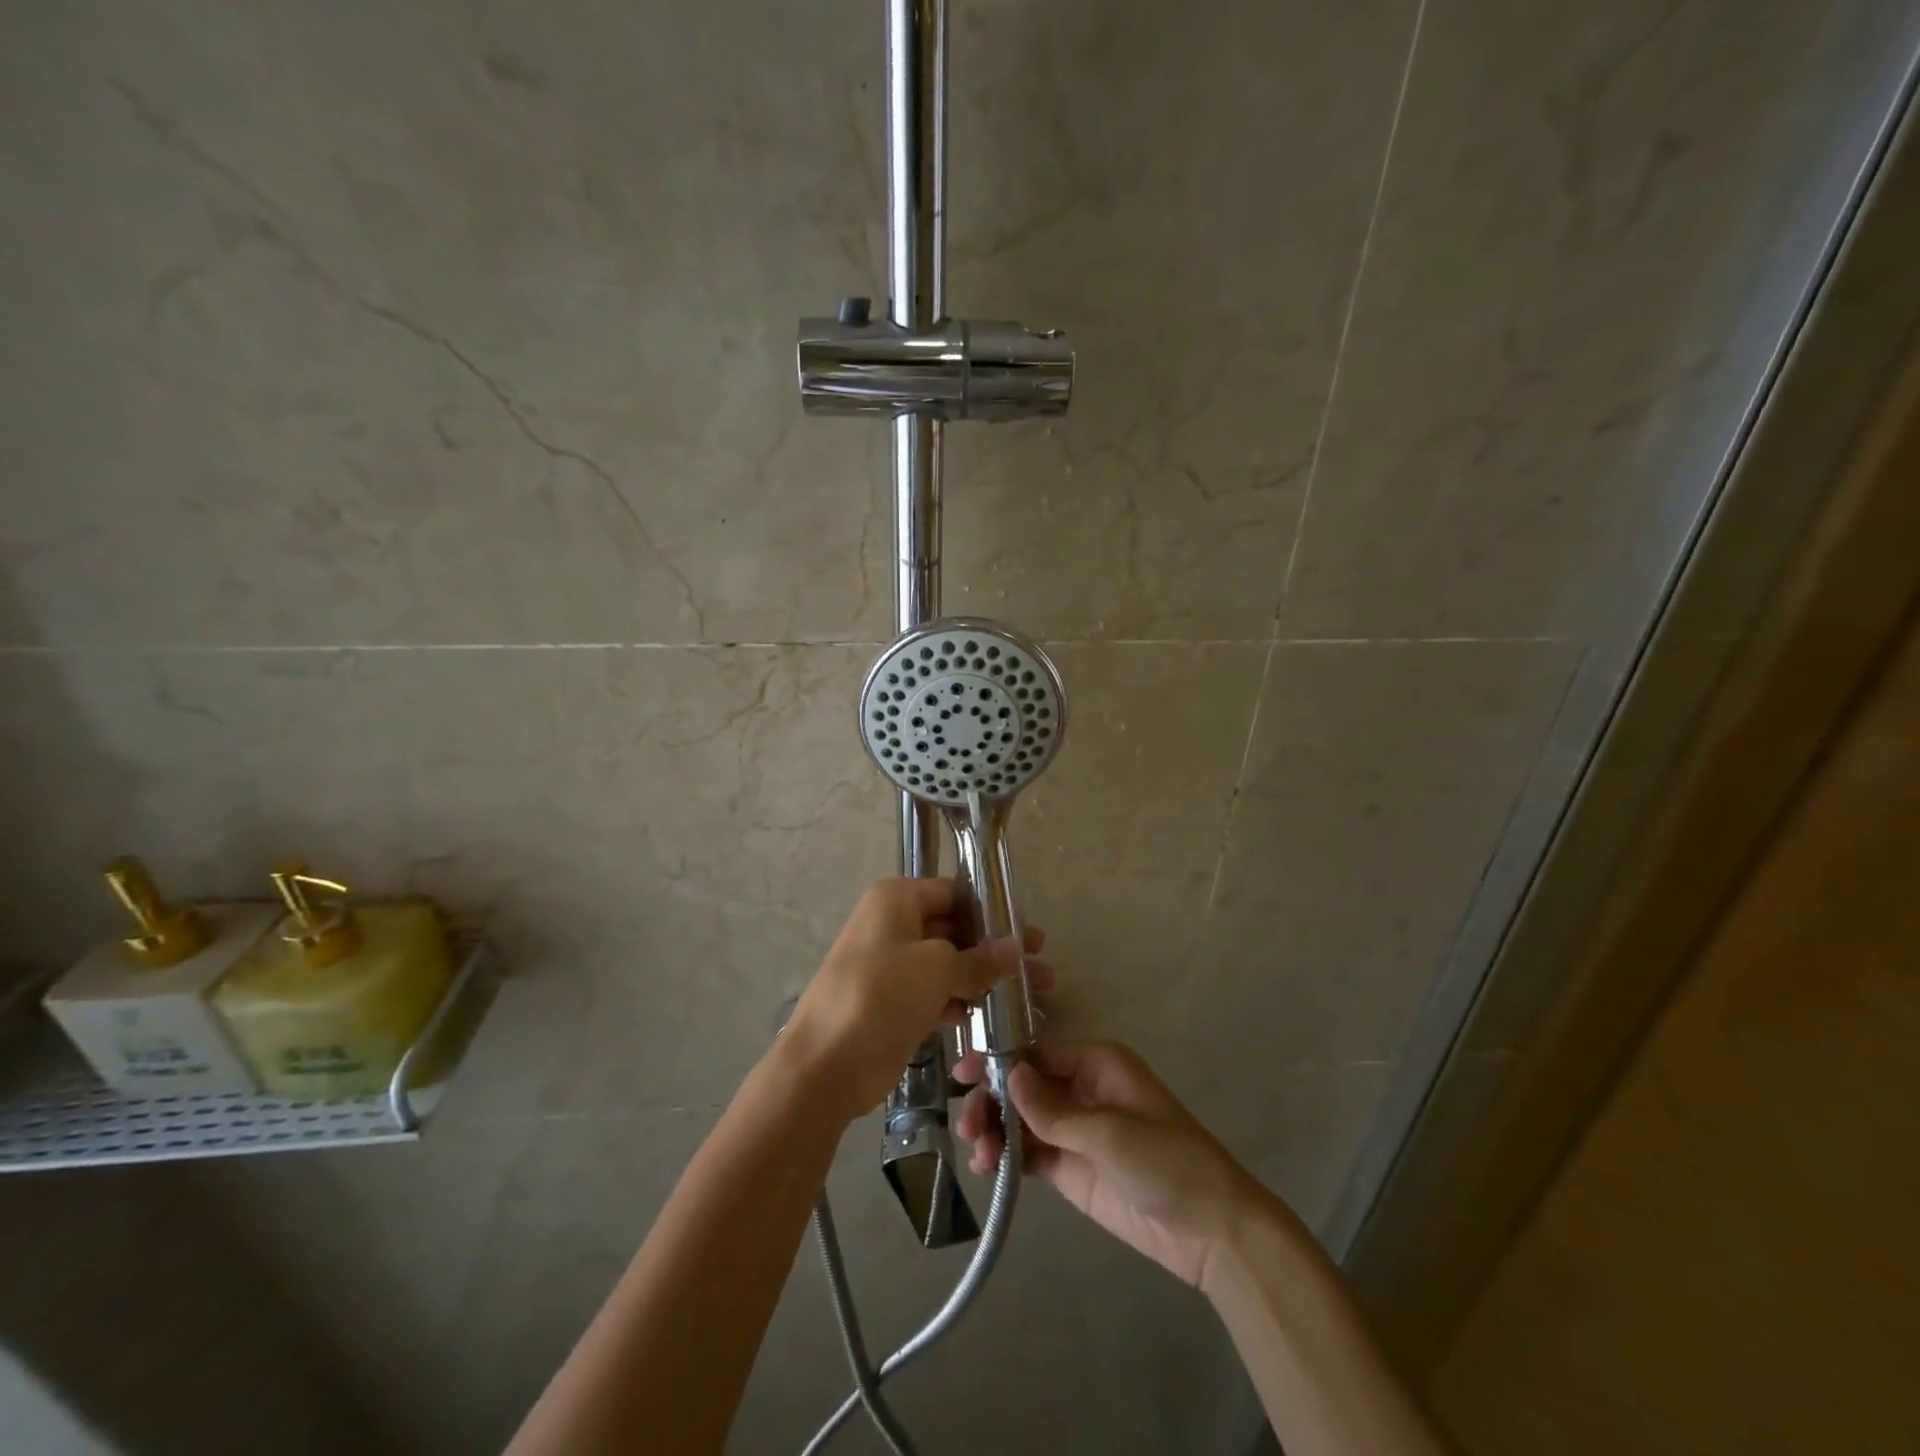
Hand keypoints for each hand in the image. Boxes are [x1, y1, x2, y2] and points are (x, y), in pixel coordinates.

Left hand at [781, 877, 1049, 1124]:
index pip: (954, 893)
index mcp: (897, 900)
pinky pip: (938, 994)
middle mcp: (894, 925)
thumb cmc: (880, 996)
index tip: (1030, 934)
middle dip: (996, 949)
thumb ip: (979, 959)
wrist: (825, 1065)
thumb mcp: (935, 969)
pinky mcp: (896, 1003)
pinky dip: (964, 1002)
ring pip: (950, 964)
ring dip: (986, 978)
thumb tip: (1016, 947)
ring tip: (1034, 995)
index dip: (993, 911)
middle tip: (1042, 966)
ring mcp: (894, 966)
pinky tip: (997, 1018)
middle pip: (955, 929)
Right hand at [956, 1040, 1269, 1288]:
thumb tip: (1008, 1073)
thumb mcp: (1110, 1132)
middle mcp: (1080, 1089)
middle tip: (968, 1126)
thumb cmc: (1166, 1161)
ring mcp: (1074, 1130)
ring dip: (994, 1131)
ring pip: (1020, 1119)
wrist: (1210, 1231)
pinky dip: (1005, 1157)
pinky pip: (1029, 1152)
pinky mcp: (1070, 1167)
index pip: (1036, 1052)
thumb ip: (1053, 1109)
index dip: (998, 1061)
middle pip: (1022, 1085)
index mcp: (1096, 1063)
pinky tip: (987, 1169)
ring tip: (979, 1157)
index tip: (962, 1074)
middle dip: (992, 1101)